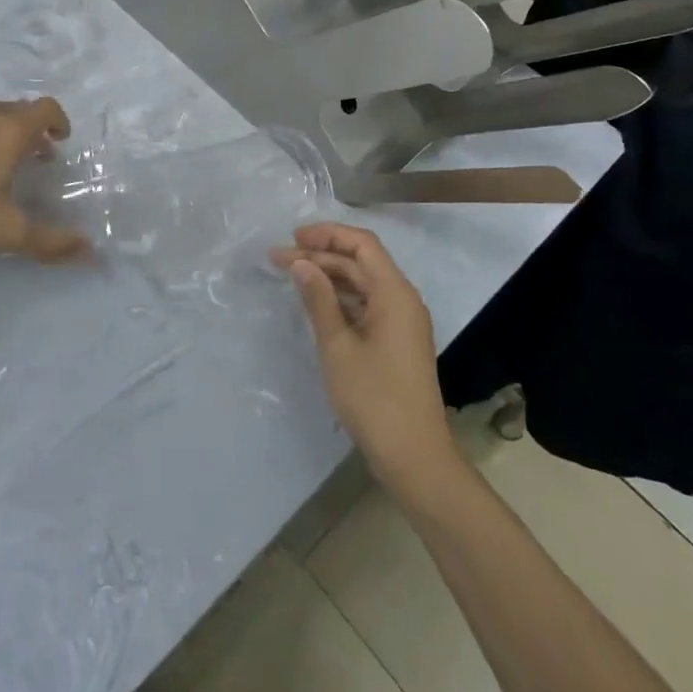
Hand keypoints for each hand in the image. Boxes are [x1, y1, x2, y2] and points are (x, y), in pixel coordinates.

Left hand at [0, 97, 89, 261]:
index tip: (60, 142)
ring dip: (2, 131)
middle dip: (33, 130)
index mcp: (11, 130)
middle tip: (34, 158)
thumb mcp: (7, 232)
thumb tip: (91, 250)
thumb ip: (50, 241)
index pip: (47, 108)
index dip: (59, 121)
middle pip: (20, 109)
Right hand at [272, 223, 460, 498]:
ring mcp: (401, 322)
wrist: (414, 457)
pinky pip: (366, 305)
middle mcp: (402, 299)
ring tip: (290, 276)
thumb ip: (319, 299)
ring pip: (362, 284)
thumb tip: (301, 263)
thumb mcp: (338, 346)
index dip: (327, 235)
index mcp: (394, 293)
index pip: (362, 244)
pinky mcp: (396, 342)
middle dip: (320, 256)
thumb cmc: (374, 398)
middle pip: (360, 262)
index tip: (292, 237)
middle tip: (278, 259)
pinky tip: (314, 304)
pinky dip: (340, 299)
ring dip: (328, 277)